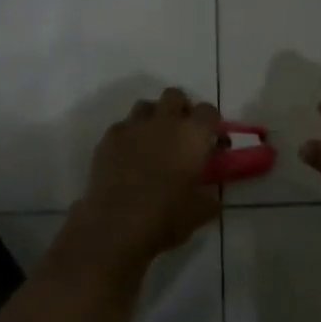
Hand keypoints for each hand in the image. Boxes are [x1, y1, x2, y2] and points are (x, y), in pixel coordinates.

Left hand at [68, 89, 222, 268]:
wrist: (116, 225)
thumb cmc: (166, 217)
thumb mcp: (200, 212)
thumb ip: (210, 199)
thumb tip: (212, 199)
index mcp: (193, 135)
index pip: (208, 111)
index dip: (212, 124)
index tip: (211, 142)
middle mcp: (164, 121)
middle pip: (175, 96)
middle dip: (181, 110)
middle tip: (182, 135)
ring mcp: (133, 127)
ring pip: (146, 106)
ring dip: (154, 118)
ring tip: (154, 142)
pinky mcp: (108, 138)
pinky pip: (122, 126)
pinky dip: (129, 136)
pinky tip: (128, 157)